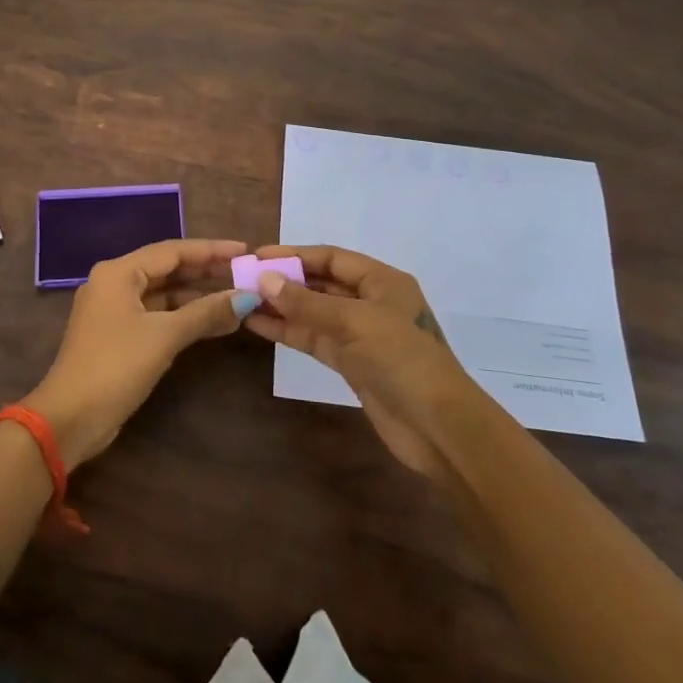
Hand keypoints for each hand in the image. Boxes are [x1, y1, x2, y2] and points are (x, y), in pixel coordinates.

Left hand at [23, 238, 257, 468]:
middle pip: (167, 269)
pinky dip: (184, 317)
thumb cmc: (115, 366)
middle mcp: (113, 283)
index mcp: (118, 273)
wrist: (70, 419)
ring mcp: (114, 310)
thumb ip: (206, 313)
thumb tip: (246, 297)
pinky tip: (214, 323)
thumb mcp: (164, 336)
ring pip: (164, 294)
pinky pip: (157, 314)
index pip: (172, 250)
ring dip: (198, 297)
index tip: (244, 250)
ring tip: (237, 299)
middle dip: (206, 272)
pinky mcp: (118, 335)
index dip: (210, 250)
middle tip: (245, 273)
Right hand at [243, 245, 483, 478]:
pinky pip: (315, 339)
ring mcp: (361, 335)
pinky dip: (289, 331)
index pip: (332, 258)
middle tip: (244, 279)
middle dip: (285, 281)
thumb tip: (264, 280)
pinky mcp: (352, 364)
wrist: (439, 428)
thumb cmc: (403, 360)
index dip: (296, 255)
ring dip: (282, 307)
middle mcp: (372, 302)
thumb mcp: (354, 323)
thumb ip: (307, 302)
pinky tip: (259, 326)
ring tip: (243, 301)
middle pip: (322, 284)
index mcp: (383, 282)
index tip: (258, 256)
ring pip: (315, 313)